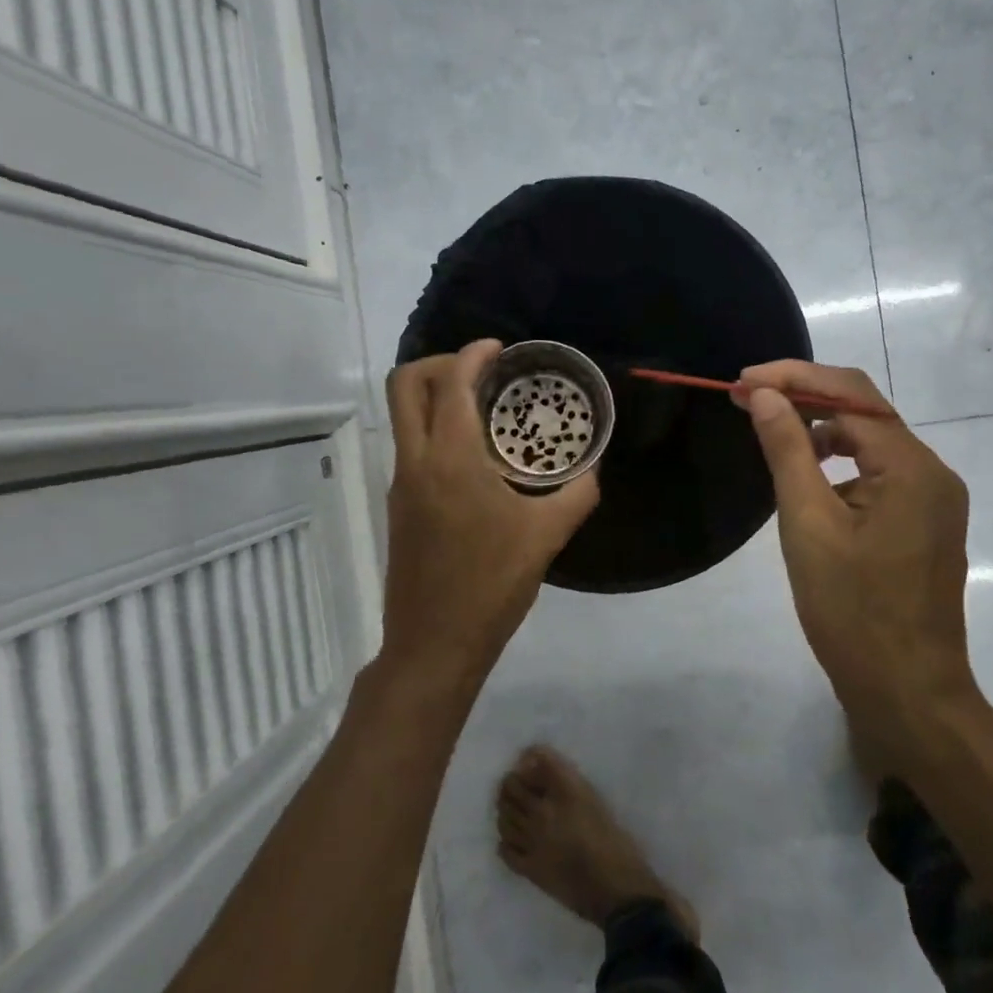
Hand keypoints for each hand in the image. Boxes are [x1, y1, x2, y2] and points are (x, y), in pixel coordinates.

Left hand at [380, 340, 599, 689]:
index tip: (500, 349)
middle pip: (406, 385)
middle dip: (441, 363)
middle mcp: (416, 461)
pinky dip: (435, 429)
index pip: (451, 382)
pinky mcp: (399, 506)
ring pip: (404, 416)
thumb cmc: (491, 584)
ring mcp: (401, 484)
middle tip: (482, 372)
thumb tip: (593, 470)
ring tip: (484, 410)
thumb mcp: (547, 536)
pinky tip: (475, 456)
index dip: (473, 354)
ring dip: (436, 396)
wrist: (435, 643)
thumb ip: (577, 494)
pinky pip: (411, 445)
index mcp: (450, 458)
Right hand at [738, 360, 976, 732]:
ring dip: (822, 430)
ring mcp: (934, 499)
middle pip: (865, 411)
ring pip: (872, 442)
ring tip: (773, 434)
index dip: (793, 379)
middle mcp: (933, 472)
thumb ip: (788, 450)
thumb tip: (764, 394)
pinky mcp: (926, 523)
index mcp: (911, 467)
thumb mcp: (808, 525)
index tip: (741, 382)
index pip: (849, 395)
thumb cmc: (852, 612)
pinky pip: (880, 473)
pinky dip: (842, 464)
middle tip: (747, 399)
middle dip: (805, 397)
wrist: (908, 693)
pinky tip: (810, 482)